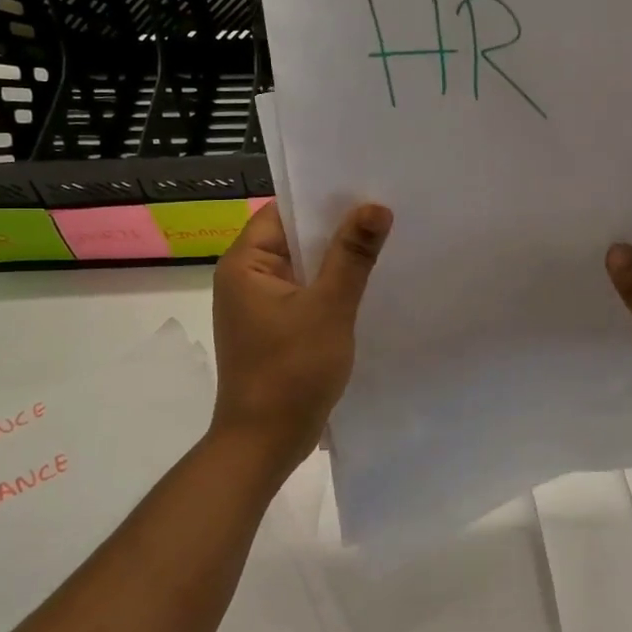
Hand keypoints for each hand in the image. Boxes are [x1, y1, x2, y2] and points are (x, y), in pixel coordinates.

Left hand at [210, 200, 391, 477]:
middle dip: (337, 228)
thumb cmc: (291, 372)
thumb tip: (376, 206)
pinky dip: (331, 287)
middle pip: (294, 237)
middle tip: (386, 211)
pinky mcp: (274, 328)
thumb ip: (352, 255)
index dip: (323, 198)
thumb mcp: (328, 308)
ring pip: (304, 267)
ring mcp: (259, 305)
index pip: (283, 211)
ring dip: (337, 259)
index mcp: (245, 264)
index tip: (366, 188)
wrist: (264, 444)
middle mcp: (246, 278)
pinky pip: (306, 293)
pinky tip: (366, 284)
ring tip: (384, 242)